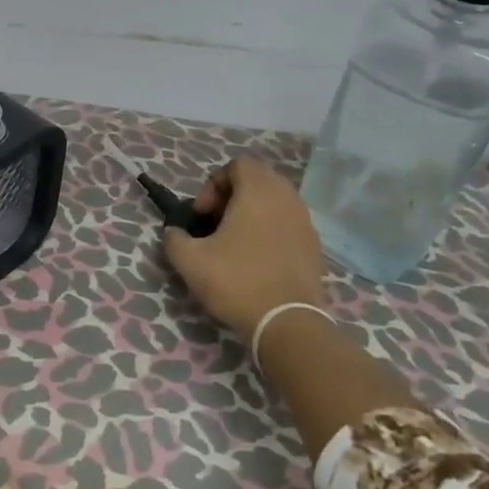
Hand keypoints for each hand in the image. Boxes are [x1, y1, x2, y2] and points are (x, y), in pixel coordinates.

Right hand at [161, 157, 328, 345]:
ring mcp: (305, 222)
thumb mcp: (189, 260)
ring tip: (233, 244)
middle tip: (214, 226)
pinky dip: (269, 232)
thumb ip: (174, 239)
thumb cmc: (237, 281)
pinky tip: (256, 262)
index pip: (237, 165)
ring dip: (251, 215)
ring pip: (274, 203)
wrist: (287, 323)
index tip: (202, 215)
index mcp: (258, 192)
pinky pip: (287, 225)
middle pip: (257, 181)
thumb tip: (173, 233)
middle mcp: (287, 198)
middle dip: (231, 198)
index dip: (213, 184)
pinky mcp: (315, 246)